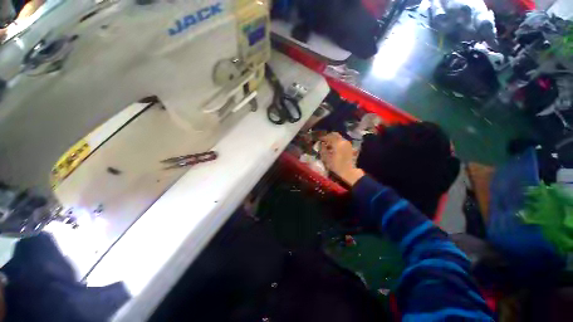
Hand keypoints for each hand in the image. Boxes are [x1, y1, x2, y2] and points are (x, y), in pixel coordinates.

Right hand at [319, 133, 364, 185]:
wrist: (348, 172)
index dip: (323, 137)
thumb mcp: (326, 158)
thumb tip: (321, 144)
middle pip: (335, 135)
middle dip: (329, 137)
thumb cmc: (335, 166)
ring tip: (328, 145)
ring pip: (339, 138)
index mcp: (338, 143)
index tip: (319, 139)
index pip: (329, 136)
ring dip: (333, 140)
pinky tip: (333, 148)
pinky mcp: (350, 147)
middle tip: (323, 140)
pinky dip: (337, 143)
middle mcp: (344, 141)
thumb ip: (322, 149)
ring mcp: (348, 144)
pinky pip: (342, 142)